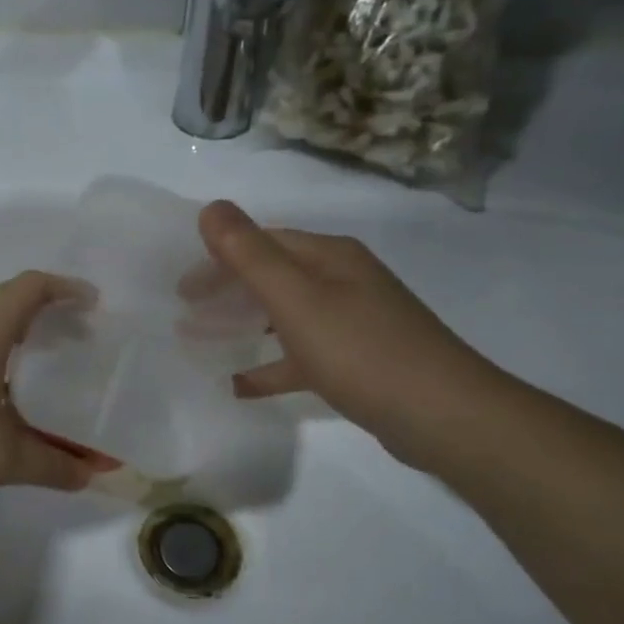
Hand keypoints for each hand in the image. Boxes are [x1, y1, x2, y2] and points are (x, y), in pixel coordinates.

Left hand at [0, 272, 95, 502]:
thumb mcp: (0, 457)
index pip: (33, 286)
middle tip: (78, 340)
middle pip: (9, 297)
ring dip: (17, 330)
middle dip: (48, 311)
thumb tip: (93, 476)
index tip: (95, 306)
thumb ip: (53, 464)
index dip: (67, 288)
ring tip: (44, 362)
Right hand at [198, 200, 500, 467]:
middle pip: (273, 275)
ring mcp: (353, 322)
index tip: (181, 288)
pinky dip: (269, 365)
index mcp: (330, 257)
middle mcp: (343, 281)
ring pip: (284, 315)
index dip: (218, 258)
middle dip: (227, 290)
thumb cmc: (361, 350)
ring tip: (201, 340)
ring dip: (243, 324)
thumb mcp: (296, 298)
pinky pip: (300, 357)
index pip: (263, 242)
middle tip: (185, 312)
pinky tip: (239, 385)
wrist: (442, 415)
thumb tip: (210, 207)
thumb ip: (250, 254)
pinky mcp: (357, 362)